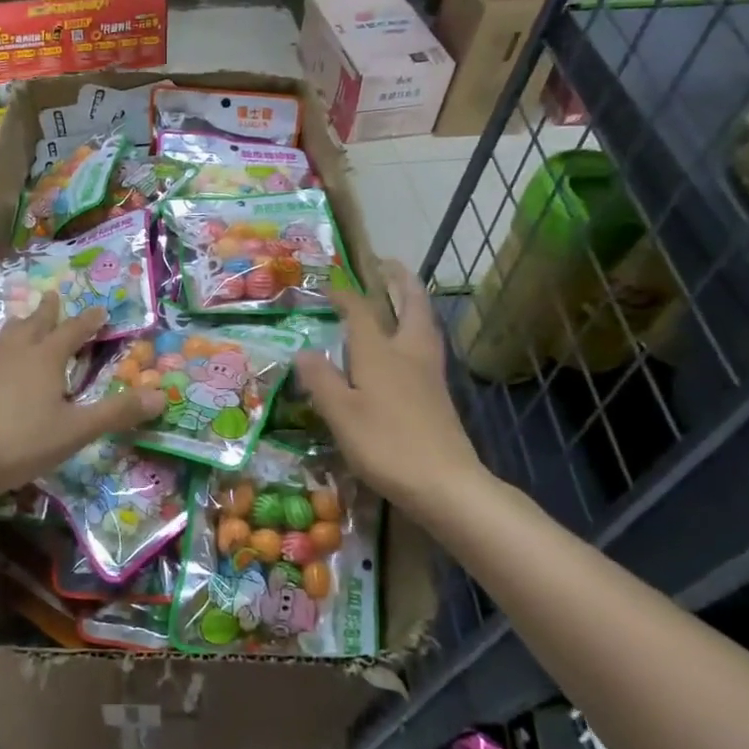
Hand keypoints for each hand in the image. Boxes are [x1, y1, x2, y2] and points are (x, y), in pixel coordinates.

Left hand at [0, 293, 165, 502]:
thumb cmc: (23, 441)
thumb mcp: (77, 430)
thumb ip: (117, 412)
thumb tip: (162, 395)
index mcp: (46, 358)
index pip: (72, 332)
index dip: (88, 322)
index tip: (100, 311)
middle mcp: (17, 354)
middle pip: (35, 325)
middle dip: (48, 312)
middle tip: (53, 297)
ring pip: (9, 337)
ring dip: (22, 326)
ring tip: (24, 322)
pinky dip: (3, 349)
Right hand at [293, 261, 490, 512]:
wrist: (445, 483)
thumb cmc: (386, 445)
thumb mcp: (341, 414)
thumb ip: (321, 380)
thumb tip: (303, 351)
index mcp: (380, 353)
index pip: (360, 312)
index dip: (344, 295)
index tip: (328, 286)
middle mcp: (408, 353)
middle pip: (410, 305)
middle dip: (399, 281)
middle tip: (387, 265)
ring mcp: (428, 373)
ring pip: (424, 324)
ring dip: (413, 302)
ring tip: (400, 294)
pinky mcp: (438, 393)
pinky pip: (427, 345)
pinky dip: (417, 329)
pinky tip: (408, 344)